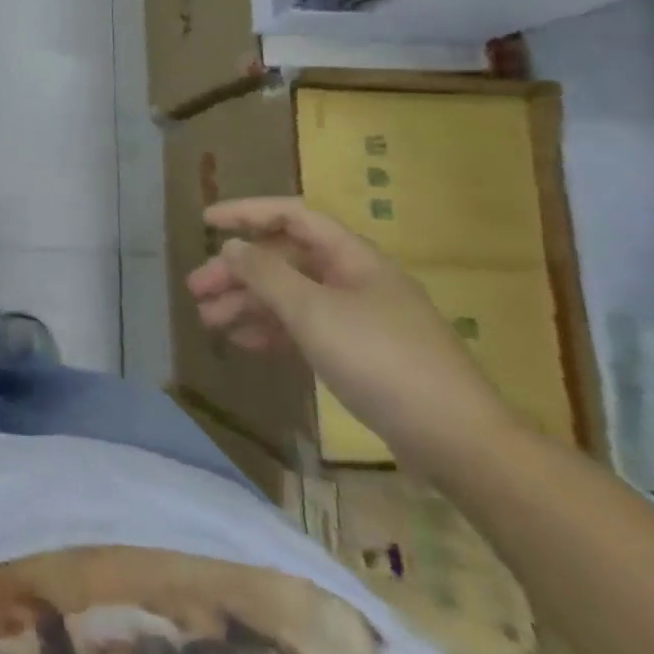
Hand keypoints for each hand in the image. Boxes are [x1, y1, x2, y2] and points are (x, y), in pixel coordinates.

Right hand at [186, 197, 519, 478]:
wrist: (456, 440)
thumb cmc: (380, 359)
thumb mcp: (313, 311)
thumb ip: (265, 274)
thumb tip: (231, 247)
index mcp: (351, 256)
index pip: (291, 217)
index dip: (246, 213)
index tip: (205, 221)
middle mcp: (353, 278)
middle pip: (284, 260)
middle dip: (238, 271)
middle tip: (196, 289)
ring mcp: (357, 317)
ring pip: (290, 296)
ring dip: (248, 303)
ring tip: (209, 321)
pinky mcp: (359, 353)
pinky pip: (304, 328)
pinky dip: (272, 331)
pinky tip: (244, 343)